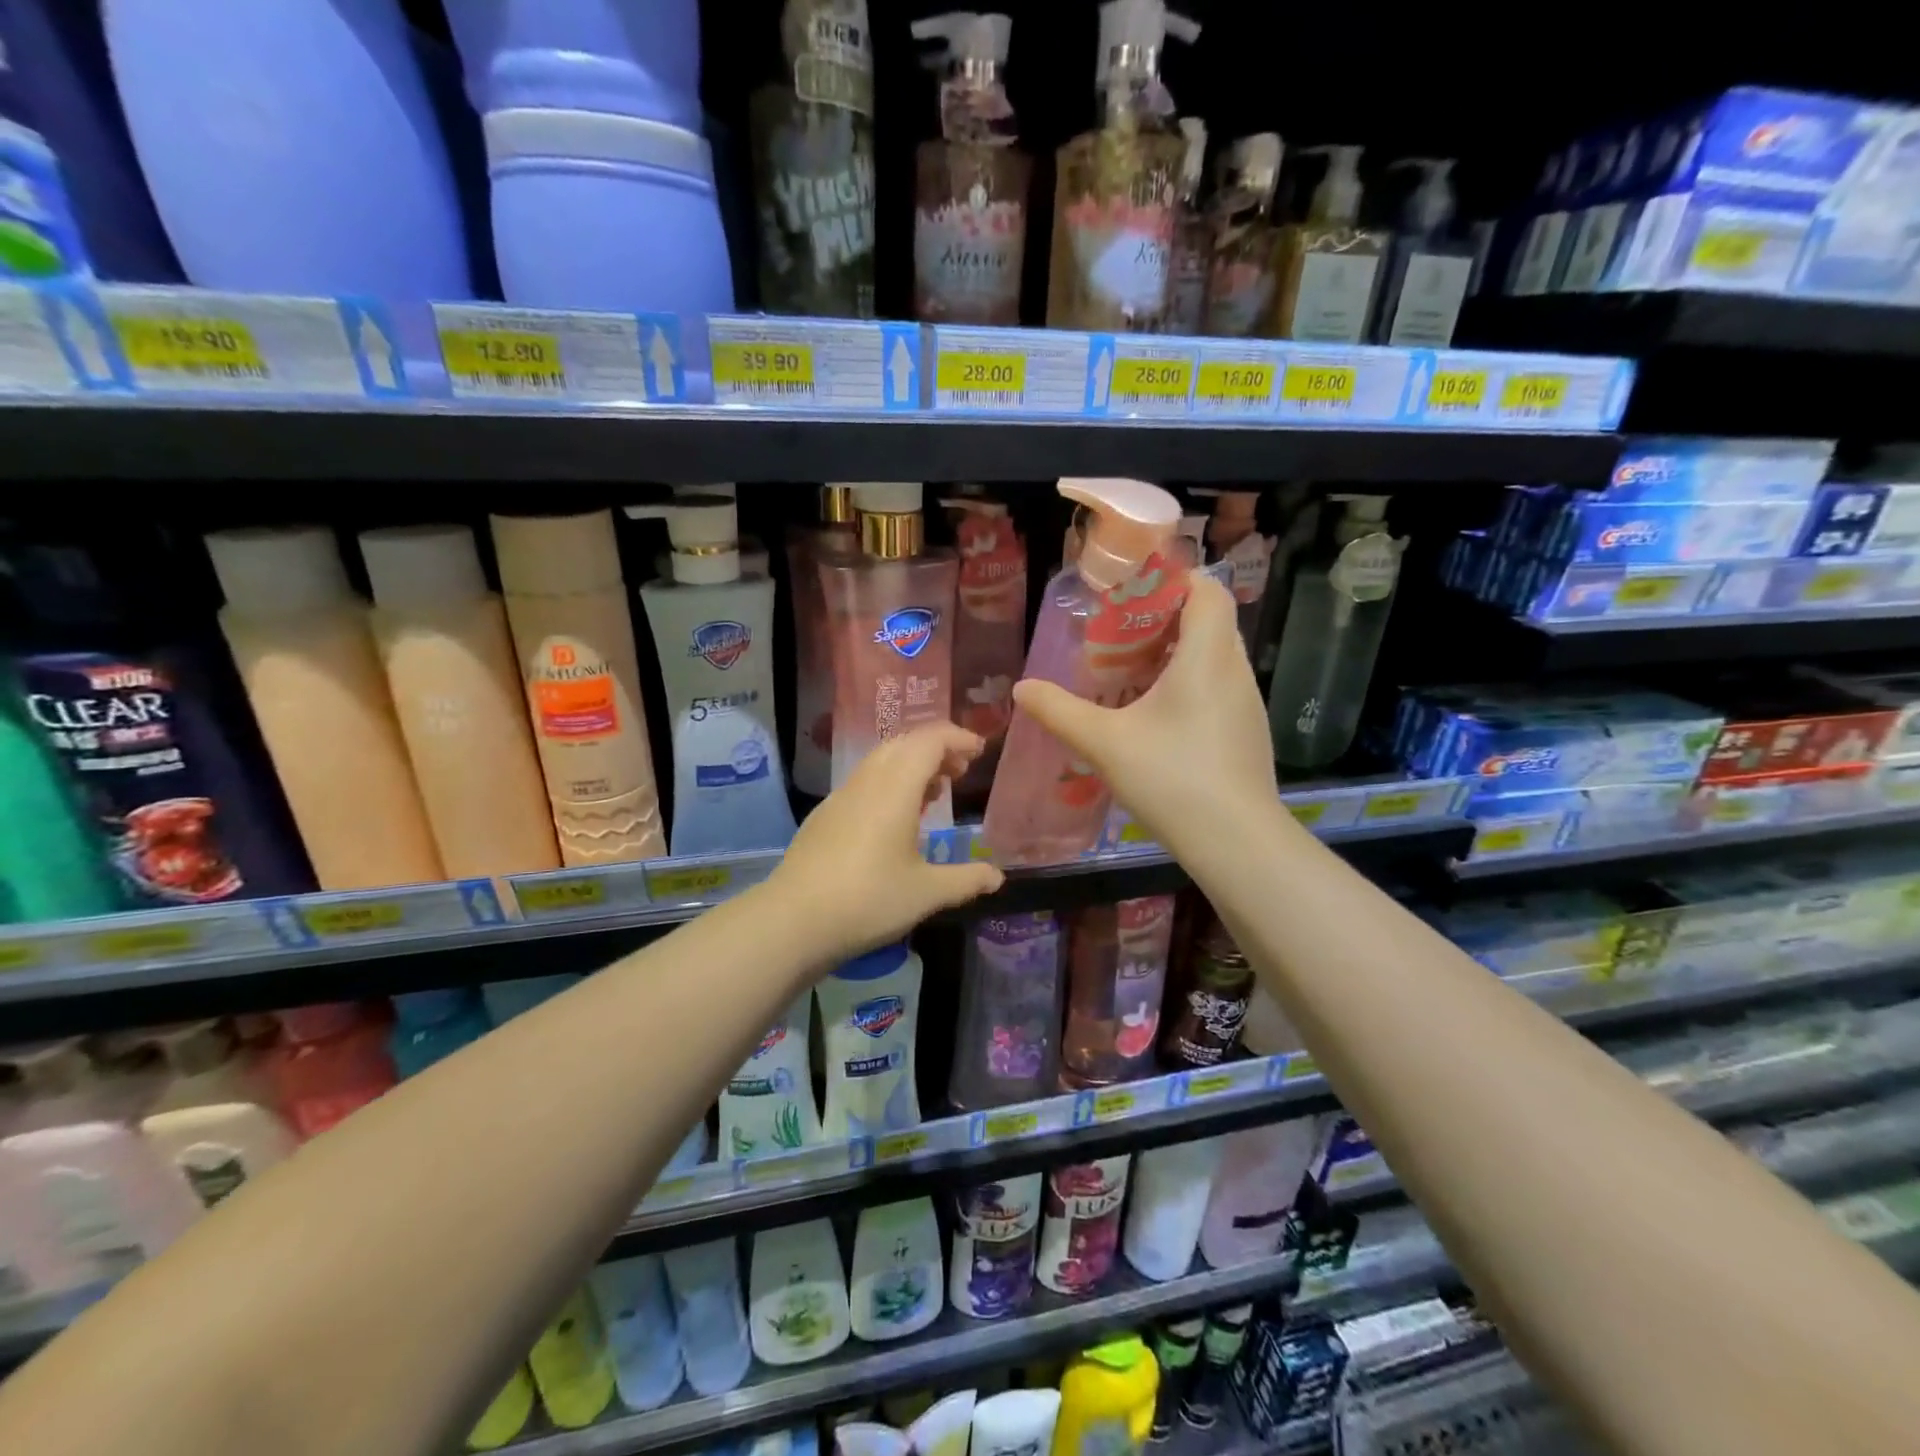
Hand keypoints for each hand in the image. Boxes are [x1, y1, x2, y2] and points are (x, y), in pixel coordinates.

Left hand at [770, 723, 1004, 963]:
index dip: (957, 738)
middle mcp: (867, 782)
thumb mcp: (926, 893)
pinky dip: (890, 783)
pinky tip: (896, 819)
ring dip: (912, 765)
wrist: (792, 920)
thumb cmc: (868, 900)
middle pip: (904, 743)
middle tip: (961, 771)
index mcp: (895, 788)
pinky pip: (864, 782)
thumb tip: (997, 877)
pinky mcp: (825, 816)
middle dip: (936, 748)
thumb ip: (965, 880)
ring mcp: (841, 797)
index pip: (929, 740)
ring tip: (935, 793)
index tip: (979, 751)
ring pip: (881, 761)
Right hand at [1011, 576, 1279, 858]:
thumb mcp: (1104, 743)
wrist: (1237, 842)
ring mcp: (1247, 704)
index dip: (1174, 579)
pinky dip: (1188, 686)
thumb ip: (1060, 711)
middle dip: (1164, 619)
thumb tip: (1022, 688)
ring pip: (1214, 657)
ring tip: (1130, 675)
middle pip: (1208, 621)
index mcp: (1207, 657)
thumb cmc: (1172, 778)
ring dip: (1175, 655)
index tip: (1133, 591)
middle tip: (1119, 635)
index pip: (1207, 589)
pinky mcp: (1247, 733)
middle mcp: (1235, 671)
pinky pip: (1218, 688)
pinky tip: (1155, 719)